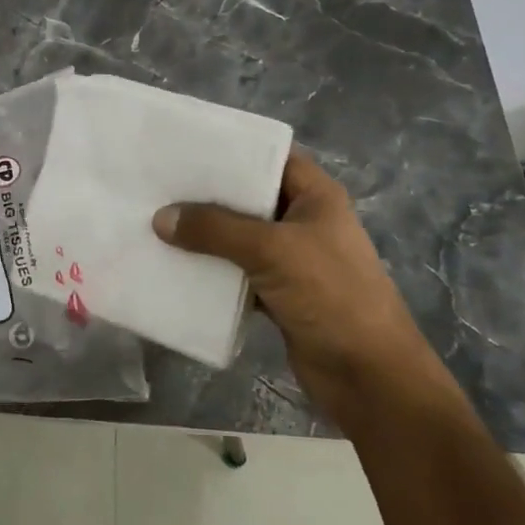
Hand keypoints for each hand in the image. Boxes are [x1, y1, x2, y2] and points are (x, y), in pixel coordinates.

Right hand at [152, 151, 445, 412]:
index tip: (185, 148)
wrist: (368, 376)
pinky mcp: (279, 294)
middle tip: (158, 185)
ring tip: (156, 222)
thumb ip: (215, 229)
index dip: (232, 150)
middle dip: (206, 195)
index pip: (270, 158)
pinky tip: (174, 266)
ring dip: (204, 235)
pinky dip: (211, 271)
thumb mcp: (272, 250)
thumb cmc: (331, 296)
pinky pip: (237, 273)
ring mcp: (292, 260)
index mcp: (315, 196)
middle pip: (249, 198)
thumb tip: (161, 218)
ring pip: (239, 237)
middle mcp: (303, 221)